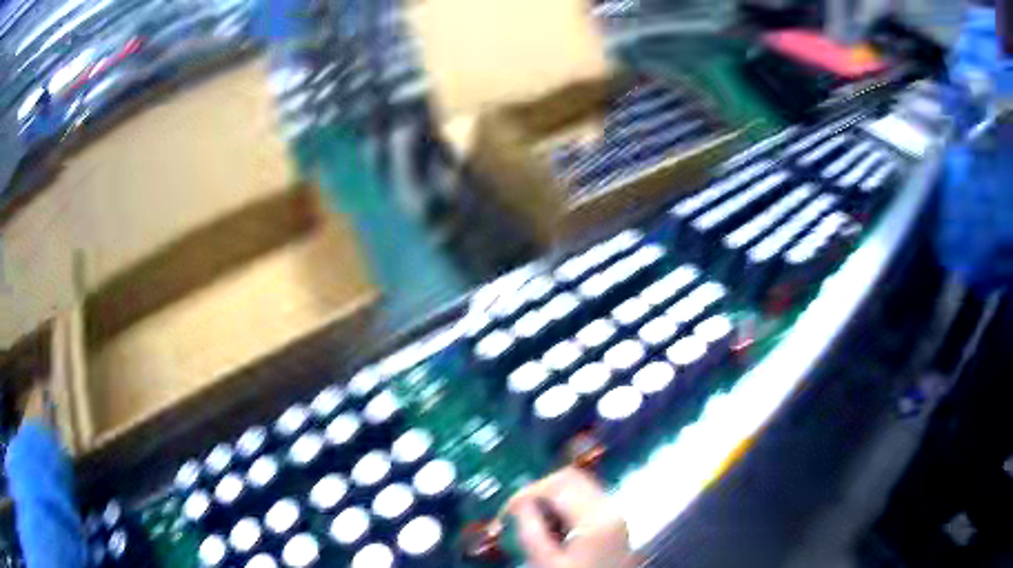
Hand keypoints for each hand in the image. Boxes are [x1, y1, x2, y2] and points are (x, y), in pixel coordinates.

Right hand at [507, 467, 634, 567]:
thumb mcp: (546, 561)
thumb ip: (530, 530)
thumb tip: (518, 505)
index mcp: (595, 517)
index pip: (557, 484)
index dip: (526, 493)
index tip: (507, 511)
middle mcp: (611, 508)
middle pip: (571, 478)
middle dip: (539, 491)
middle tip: (518, 512)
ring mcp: (616, 514)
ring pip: (579, 486)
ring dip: (552, 498)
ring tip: (534, 523)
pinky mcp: (614, 523)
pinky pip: (587, 500)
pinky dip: (566, 506)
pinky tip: (554, 528)